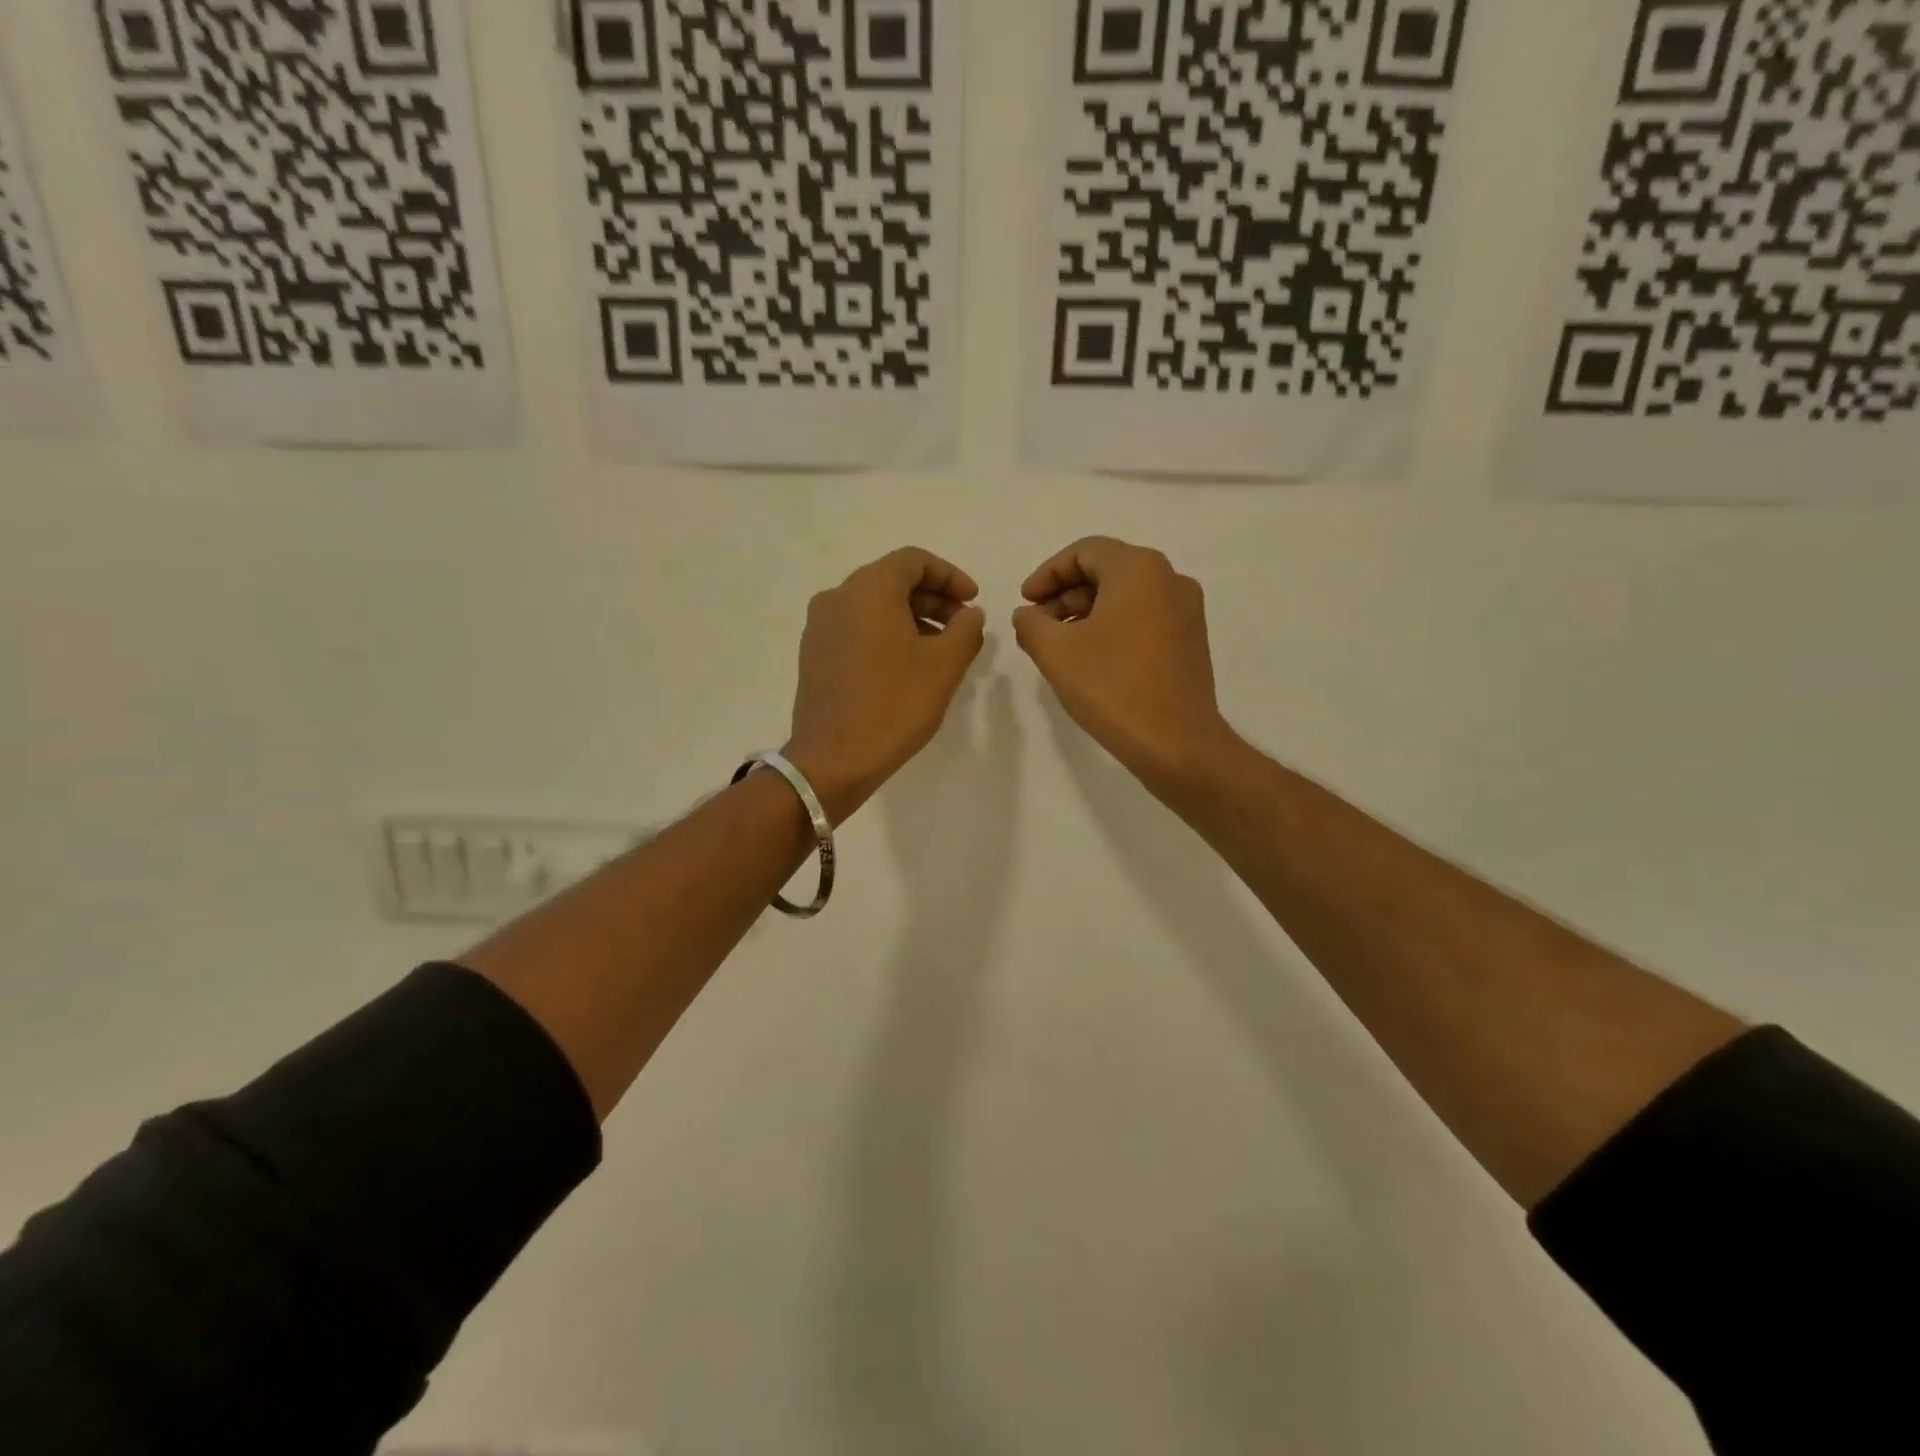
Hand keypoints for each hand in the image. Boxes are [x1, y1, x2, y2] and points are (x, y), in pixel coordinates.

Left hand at [783, 547, 985, 823]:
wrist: (833, 759)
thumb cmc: (894, 705)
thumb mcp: (945, 665)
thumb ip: (966, 629)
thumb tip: (969, 614)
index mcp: (868, 589)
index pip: (914, 561)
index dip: (950, 576)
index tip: (974, 601)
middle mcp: (837, 597)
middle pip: (892, 580)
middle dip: (933, 598)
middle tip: (962, 626)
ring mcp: (820, 626)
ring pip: (873, 606)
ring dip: (911, 618)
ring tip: (939, 650)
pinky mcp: (814, 654)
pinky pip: (856, 628)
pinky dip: (886, 634)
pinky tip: (906, 665)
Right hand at [1012, 537, 1236, 791]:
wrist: (1176, 743)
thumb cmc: (1112, 688)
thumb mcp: (1055, 652)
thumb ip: (1031, 623)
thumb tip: (1028, 614)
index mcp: (1139, 569)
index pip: (1084, 552)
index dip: (1047, 574)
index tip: (1025, 602)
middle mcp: (1169, 579)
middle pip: (1107, 570)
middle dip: (1065, 594)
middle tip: (1037, 625)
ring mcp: (1186, 610)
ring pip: (1126, 595)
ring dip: (1087, 612)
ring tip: (1058, 645)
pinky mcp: (1191, 639)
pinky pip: (1144, 617)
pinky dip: (1113, 626)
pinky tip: (1090, 658)